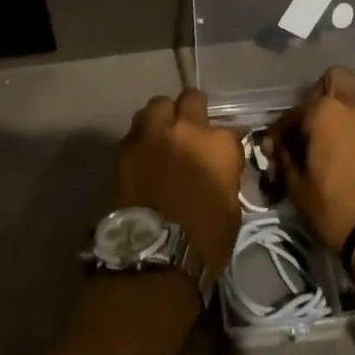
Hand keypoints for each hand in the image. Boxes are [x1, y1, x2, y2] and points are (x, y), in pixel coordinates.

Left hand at [111, 90, 242, 279]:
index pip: (230, 130)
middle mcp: (185, 128)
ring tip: (162, 136)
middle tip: (189, 130)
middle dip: (191, 110)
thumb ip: (224, 175)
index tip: (221, 156)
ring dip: (162, 118)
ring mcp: (152, 134)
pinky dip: (141, 139)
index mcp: (218, 143)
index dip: (224, 144)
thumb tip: (216, 168)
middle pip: (190, 99)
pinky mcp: (124, 147)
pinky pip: (135, 131)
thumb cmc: (204, 240)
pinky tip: (143, 155)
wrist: (154, 255)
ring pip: (157, 105)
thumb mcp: (230, 207)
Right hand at [265, 66, 354, 252]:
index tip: (279, 149)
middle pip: (337, 79)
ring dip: (350, 120)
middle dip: (323, 97)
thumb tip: (275, 146)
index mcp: (327, 112)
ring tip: (344, 150)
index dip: (284, 129)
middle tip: (316, 128)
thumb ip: (283, 158)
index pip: (296, 109)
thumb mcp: (297, 189)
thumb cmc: (336, 210)